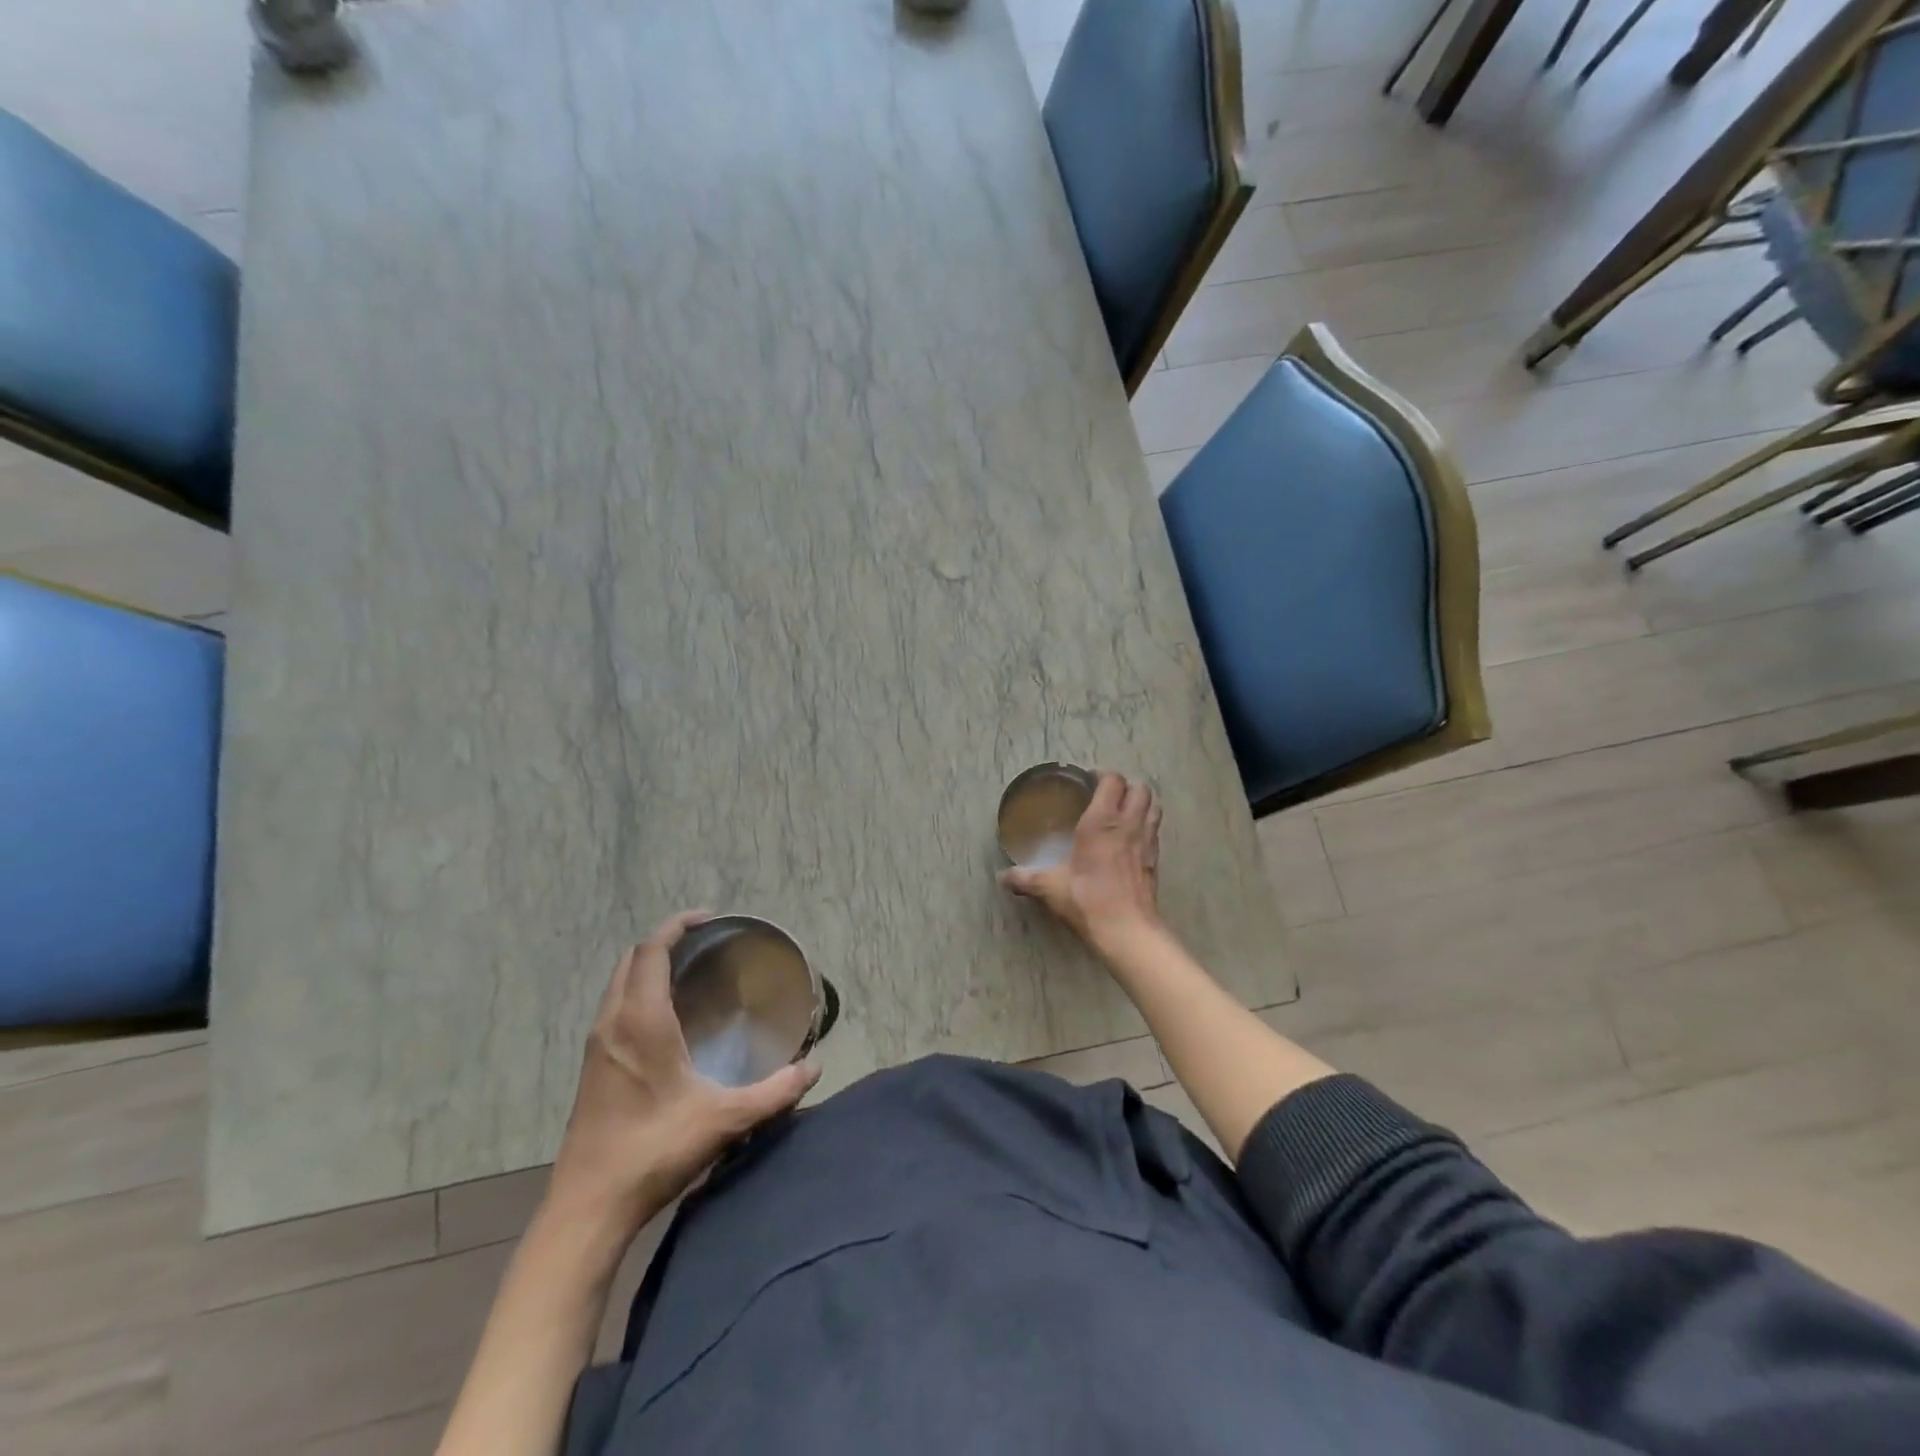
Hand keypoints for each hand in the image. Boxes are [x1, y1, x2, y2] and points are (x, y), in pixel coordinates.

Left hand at [548, 911, 818, 1239]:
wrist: (588, 1208)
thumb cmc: (654, 1151)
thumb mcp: (724, 1120)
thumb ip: (775, 1092)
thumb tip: (814, 1068)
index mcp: (641, 1022)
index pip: (651, 951)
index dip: (676, 926)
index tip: (708, 919)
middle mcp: (613, 1023)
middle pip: (631, 959)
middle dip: (664, 941)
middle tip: (703, 943)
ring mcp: (595, 1045)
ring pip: (618, 983)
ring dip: (647, 966)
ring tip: (686, 973)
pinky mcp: (589, 1067)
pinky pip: (613, 1007)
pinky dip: (636, 992)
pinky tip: (664, 1019)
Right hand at [999, 771, 1162, 949]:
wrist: (1126, 929)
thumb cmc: (1087, 899)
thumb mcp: (1050, 887)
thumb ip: (1025, 878)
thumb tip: (1001, 877)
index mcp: (1101, 821)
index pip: (1112, 781)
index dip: (1103, 775)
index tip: (1089, 780)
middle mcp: (1128, 824)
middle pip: (1140, 788)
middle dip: (1126, 786)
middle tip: (1107, 795)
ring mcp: (1147, 841)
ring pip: (1154, 806)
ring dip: (1141, 802)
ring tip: (1123, 810)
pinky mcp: (1155, 859)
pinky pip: (1155, 830)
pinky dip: (1147, 824)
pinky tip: (1131, 838)